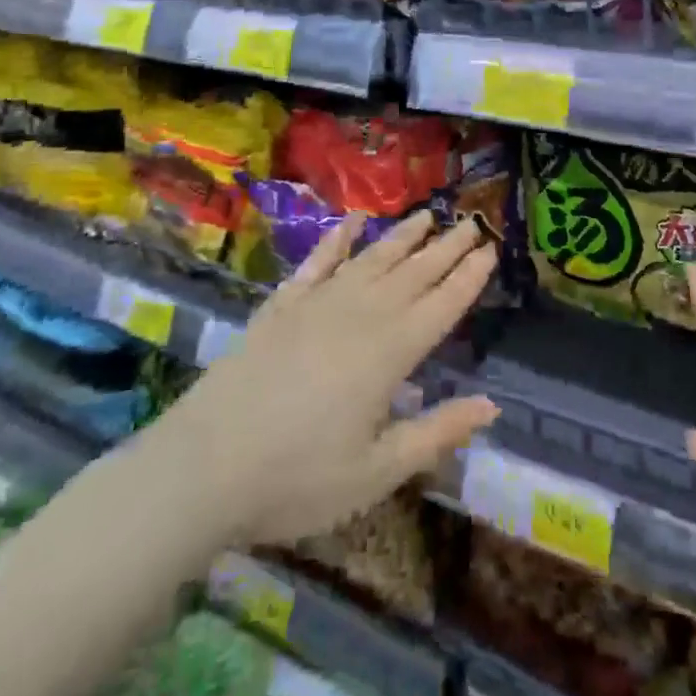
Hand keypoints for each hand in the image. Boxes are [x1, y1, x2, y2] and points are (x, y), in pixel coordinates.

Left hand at [146, 211, 500, 547]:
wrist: (204, 467)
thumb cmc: (297, 479)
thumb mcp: (376, 472)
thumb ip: (436, 433)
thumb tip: (490, 404)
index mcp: (390, 352)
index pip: (442, 305)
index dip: (469, 277)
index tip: (491, 249)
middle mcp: (361, 314)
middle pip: (414, 273)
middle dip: (447, 247)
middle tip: (472, 221)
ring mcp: (319, 303)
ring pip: (372, 258)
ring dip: (402, 236)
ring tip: (428, 215)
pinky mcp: (283, 305)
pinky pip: (318, 261)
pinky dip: (337, 238)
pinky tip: (352, 221)